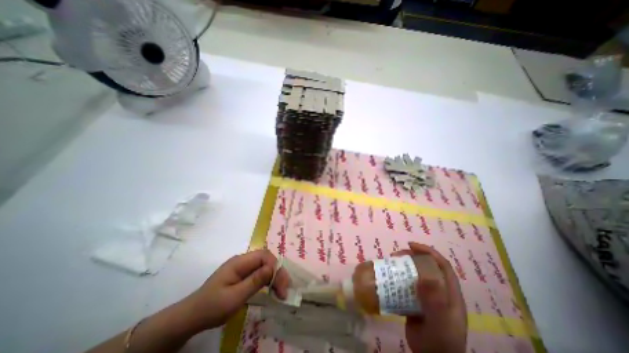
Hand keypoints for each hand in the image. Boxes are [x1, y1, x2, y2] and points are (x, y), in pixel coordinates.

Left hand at [182, 250, 289, 328]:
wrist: (191, 317)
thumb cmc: (212, 307)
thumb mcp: (234, 297)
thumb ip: (254, 281)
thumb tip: (273, 268)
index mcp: (239, 262)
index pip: (264, 256)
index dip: (275, 267)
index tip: (281, 285)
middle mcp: (243, 261)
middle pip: (266, 260)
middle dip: (278, 272)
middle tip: (285, 290)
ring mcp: (242, 267)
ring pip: (264, 265)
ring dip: (275, 276)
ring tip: (281, 291)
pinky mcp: (242, 275)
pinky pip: (259, 272)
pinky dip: (268, 280)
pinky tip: (272, 288)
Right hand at [392, 241, 465, 352]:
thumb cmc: (439, 341)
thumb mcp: (439, 321)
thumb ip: (435, 300)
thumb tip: (426, 274)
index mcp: (450, 292)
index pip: (441, 265)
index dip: (428, 251)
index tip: (411, 245)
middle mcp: (439, 291)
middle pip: (426, 266)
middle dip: (411, 257)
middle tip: (395, 255)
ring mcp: (427, 296)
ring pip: (414, 275)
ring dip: (402, 267)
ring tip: (389, 264)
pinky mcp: (415, 302)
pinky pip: (406, 285)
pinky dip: (397, 278)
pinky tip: (388, 279)